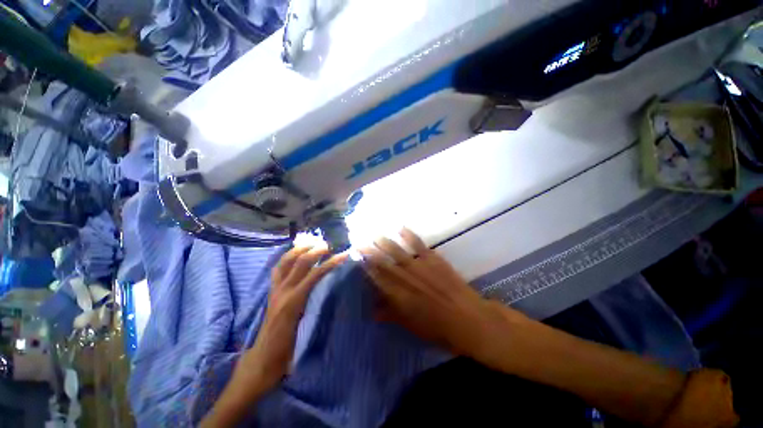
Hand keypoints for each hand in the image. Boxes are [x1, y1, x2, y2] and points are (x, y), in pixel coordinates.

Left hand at [233, 245, 347, 394]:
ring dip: (299, 249)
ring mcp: (275, 290)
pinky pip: (278, 268)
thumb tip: (329, 294)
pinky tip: (295, 255)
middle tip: (329, 246)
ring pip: (285, 261)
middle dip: (316, 251)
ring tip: (312, 243)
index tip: (344, 255)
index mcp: (293, 302)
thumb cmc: (285, 353)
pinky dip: (287, 257)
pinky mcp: (271, 292)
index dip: (331, 263)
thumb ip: (313, 311)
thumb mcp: (304, 333)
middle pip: (300, 263)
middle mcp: (282, 291)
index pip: (315, 274)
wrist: (261, 362)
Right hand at [360, 228, 521, 360]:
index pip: (377, 278)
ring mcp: (421, 267)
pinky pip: (419, 244)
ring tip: (374, 232)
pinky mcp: (434, 259)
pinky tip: (400, 227)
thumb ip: (391, 315)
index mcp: (400, 297)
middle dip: (370, 250)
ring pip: (398, 251)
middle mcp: (407, 279)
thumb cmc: (440, 329)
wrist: (470, 319)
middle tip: (359, 240)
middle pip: (384, 261)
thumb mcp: (413, 327)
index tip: (357, 257)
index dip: (366, 266)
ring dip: (384, 241)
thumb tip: (372, 310)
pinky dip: (409, 235)